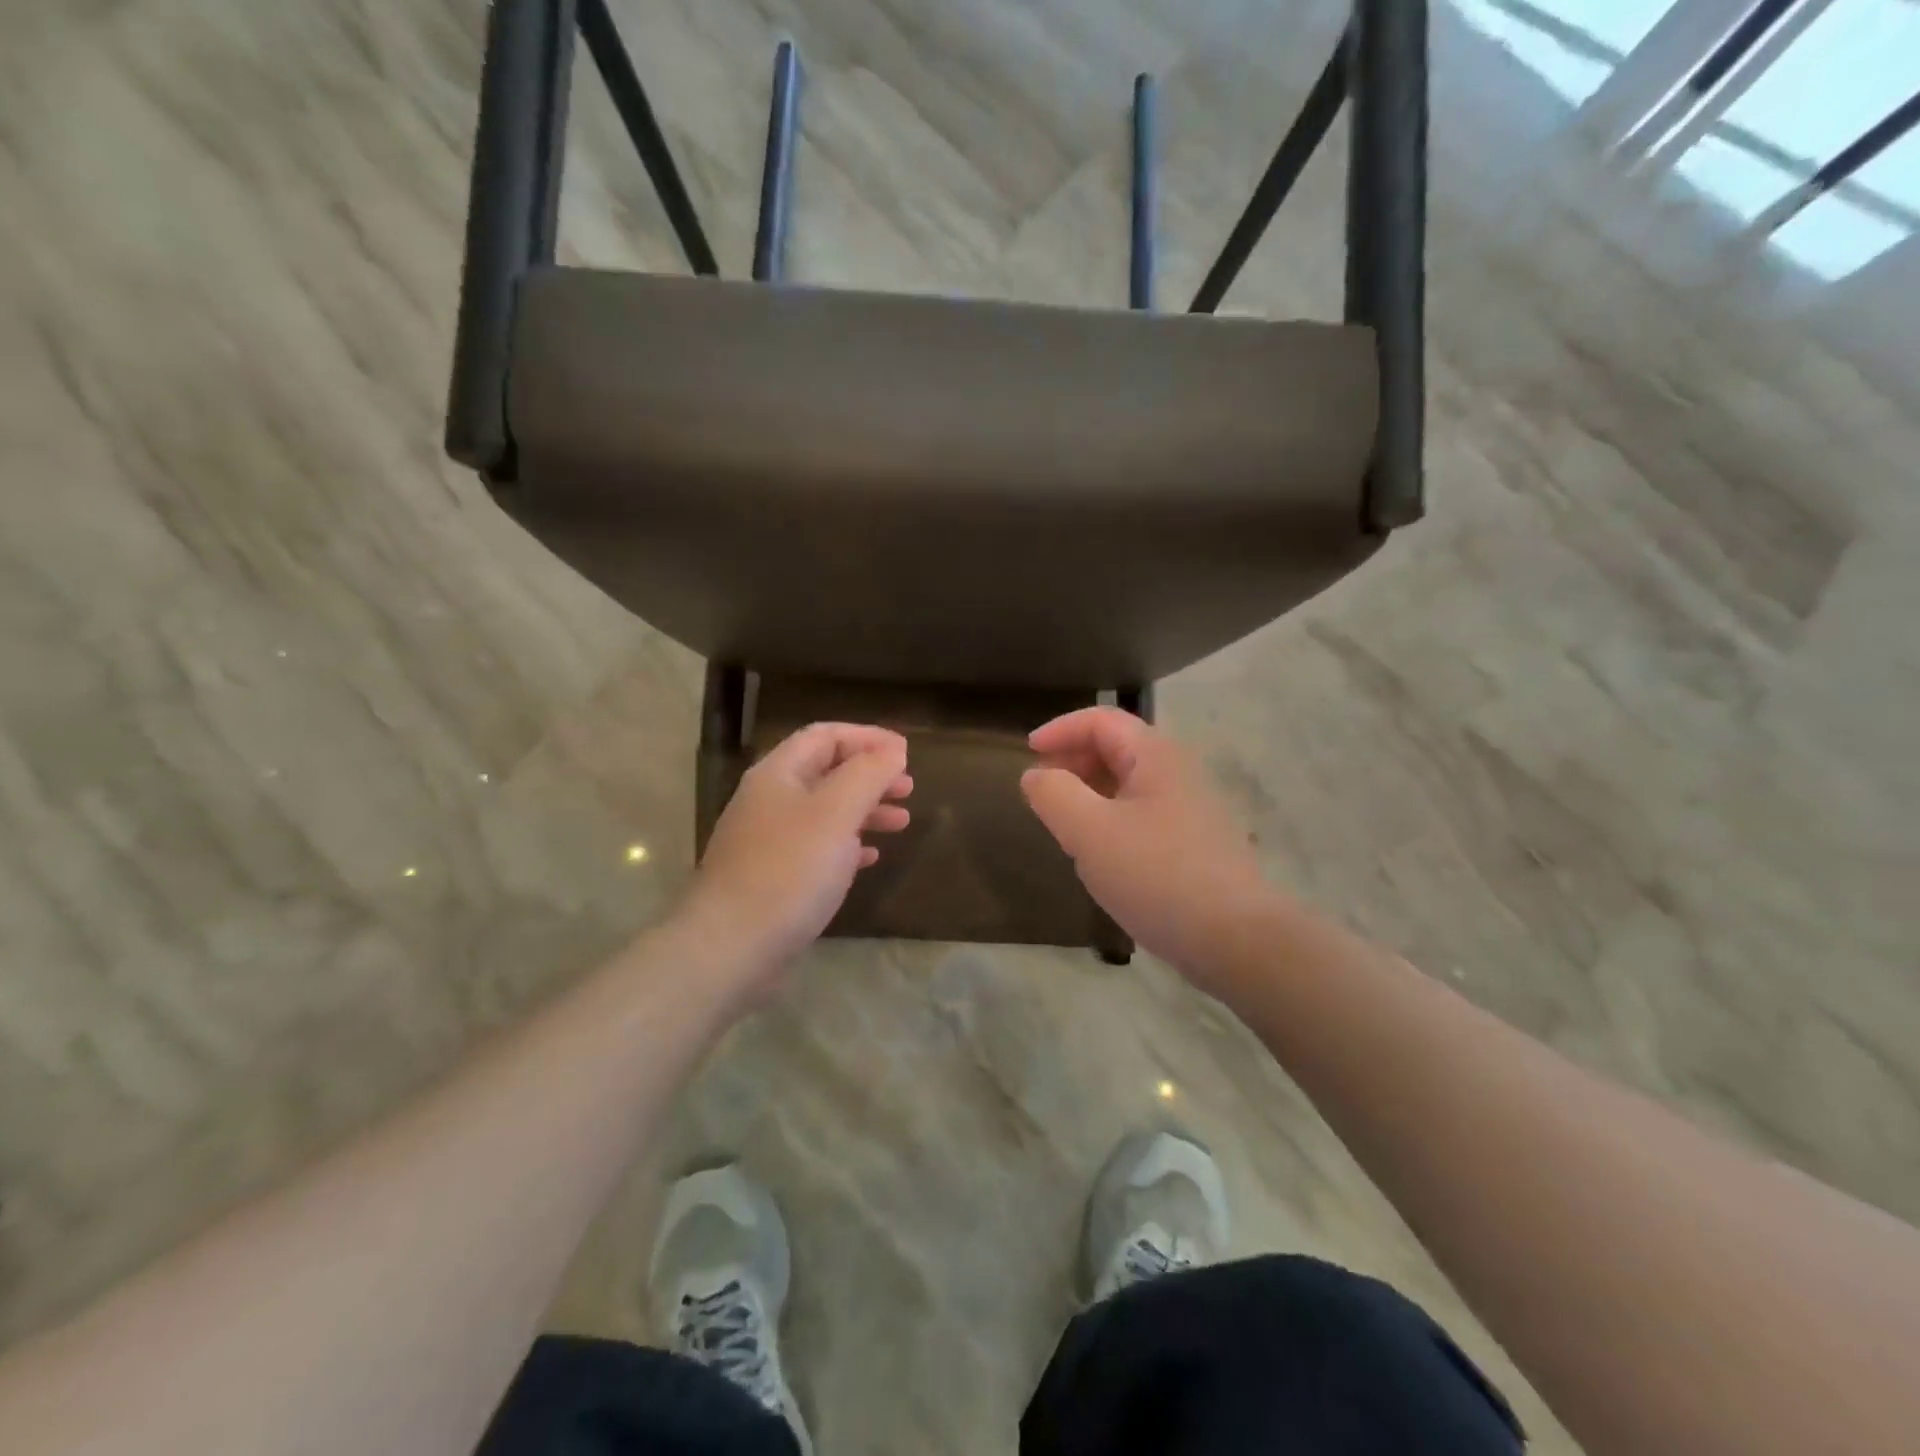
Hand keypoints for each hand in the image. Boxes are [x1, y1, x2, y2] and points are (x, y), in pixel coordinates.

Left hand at [680, 723, 911, 988]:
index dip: (868, 737)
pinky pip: (817, 847)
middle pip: (826, 771)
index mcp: (778, 774)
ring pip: (825, 811)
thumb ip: (868, 774)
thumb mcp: (837, 812)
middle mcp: (769, 800)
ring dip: (865, 810)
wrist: (732, 946)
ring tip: (902, 822)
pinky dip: (848, 843)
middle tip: (909, 788)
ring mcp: (768, 840)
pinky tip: (871, 856)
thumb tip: (892, 750)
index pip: (825, 736)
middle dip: (870, 775)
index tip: (906, 753)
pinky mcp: (773, 877)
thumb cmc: (789, 870)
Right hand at [1021, 708, 1273, 984]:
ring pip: (1130, 783)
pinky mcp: (1196, 843)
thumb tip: (1036, 774)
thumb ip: (1054, 794)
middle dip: (1073, 760)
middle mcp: (1178, 771)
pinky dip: (1112, 818)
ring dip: (1091, 792)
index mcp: (1155, 755)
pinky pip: (1143, 814)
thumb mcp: (1089, 832)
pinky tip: (1102, 854)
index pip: (1101, 720)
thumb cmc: (1156, 875)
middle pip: (1117, 747)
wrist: (1236, 939)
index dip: (1060, 730)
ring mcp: (1192, 808)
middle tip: (1042, 791)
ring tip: (1064, 824)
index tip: (1026, 754)